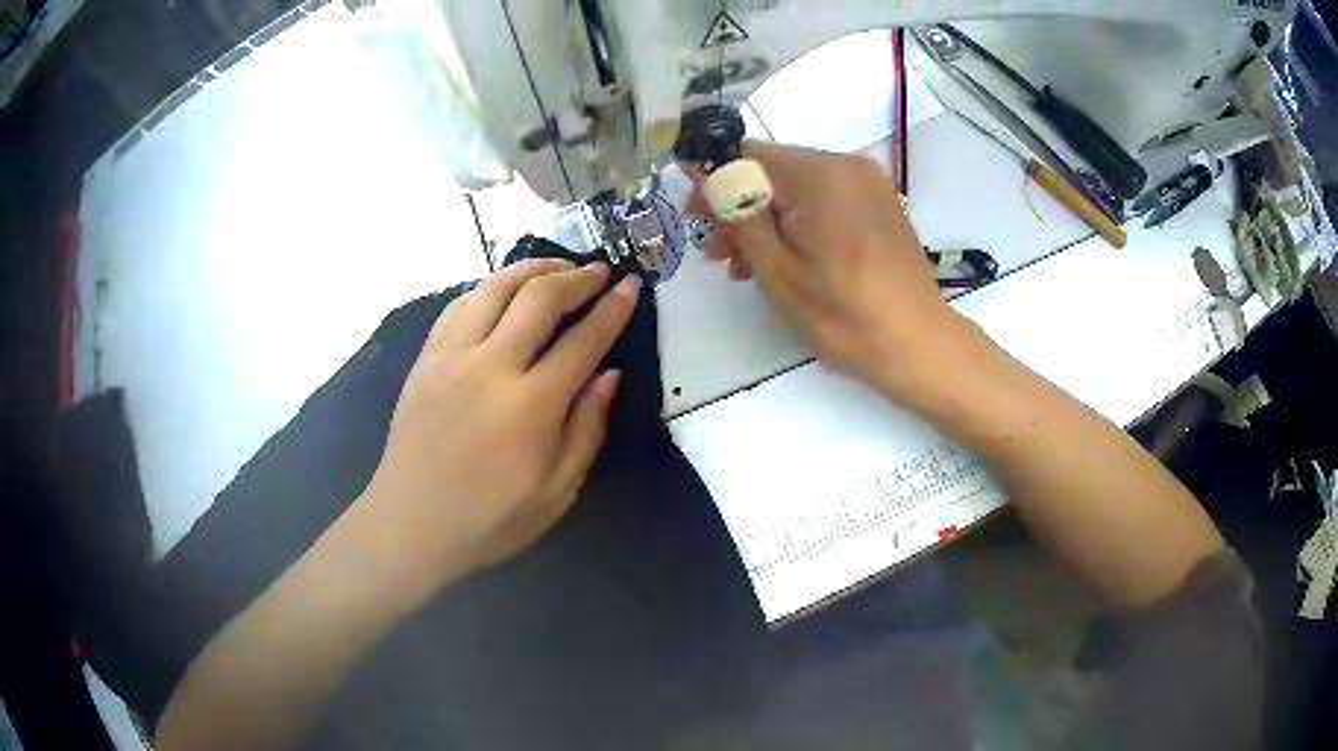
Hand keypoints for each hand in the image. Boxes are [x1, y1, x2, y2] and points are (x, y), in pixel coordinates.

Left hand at [361, 259, 638, 589]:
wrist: (410, 523)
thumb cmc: (489, 519)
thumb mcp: (556, 492)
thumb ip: (586, 429)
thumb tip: (609, 375)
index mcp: (530, 406)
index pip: (583, 340)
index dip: (613, 308)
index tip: (630, 285)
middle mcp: (490, 366)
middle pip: (539, 297)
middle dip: (576, 276)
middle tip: (598, 271)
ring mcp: (452, 356)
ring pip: (495, 287)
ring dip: (532, 269)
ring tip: (556, 269)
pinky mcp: (426, 358)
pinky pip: (459, 304)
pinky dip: (489, 288)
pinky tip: (502, 293)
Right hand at [686, 142, 966, 399]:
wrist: (917, 344)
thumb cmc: (843, 314)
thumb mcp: (776, 268)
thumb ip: (737, 213)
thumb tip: (704, 171)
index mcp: (820, 174)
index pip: (747, 156)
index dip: (713, 183)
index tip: (694, 219)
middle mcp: (847, 164)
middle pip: (774, 171)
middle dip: (740, 207)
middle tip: (718, 254)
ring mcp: (868, 184)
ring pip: (799, 188)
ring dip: (768, 220)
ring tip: (746, 267)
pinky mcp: (879, 204)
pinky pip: (826, 200)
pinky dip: (799, 223)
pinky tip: (786, 259)